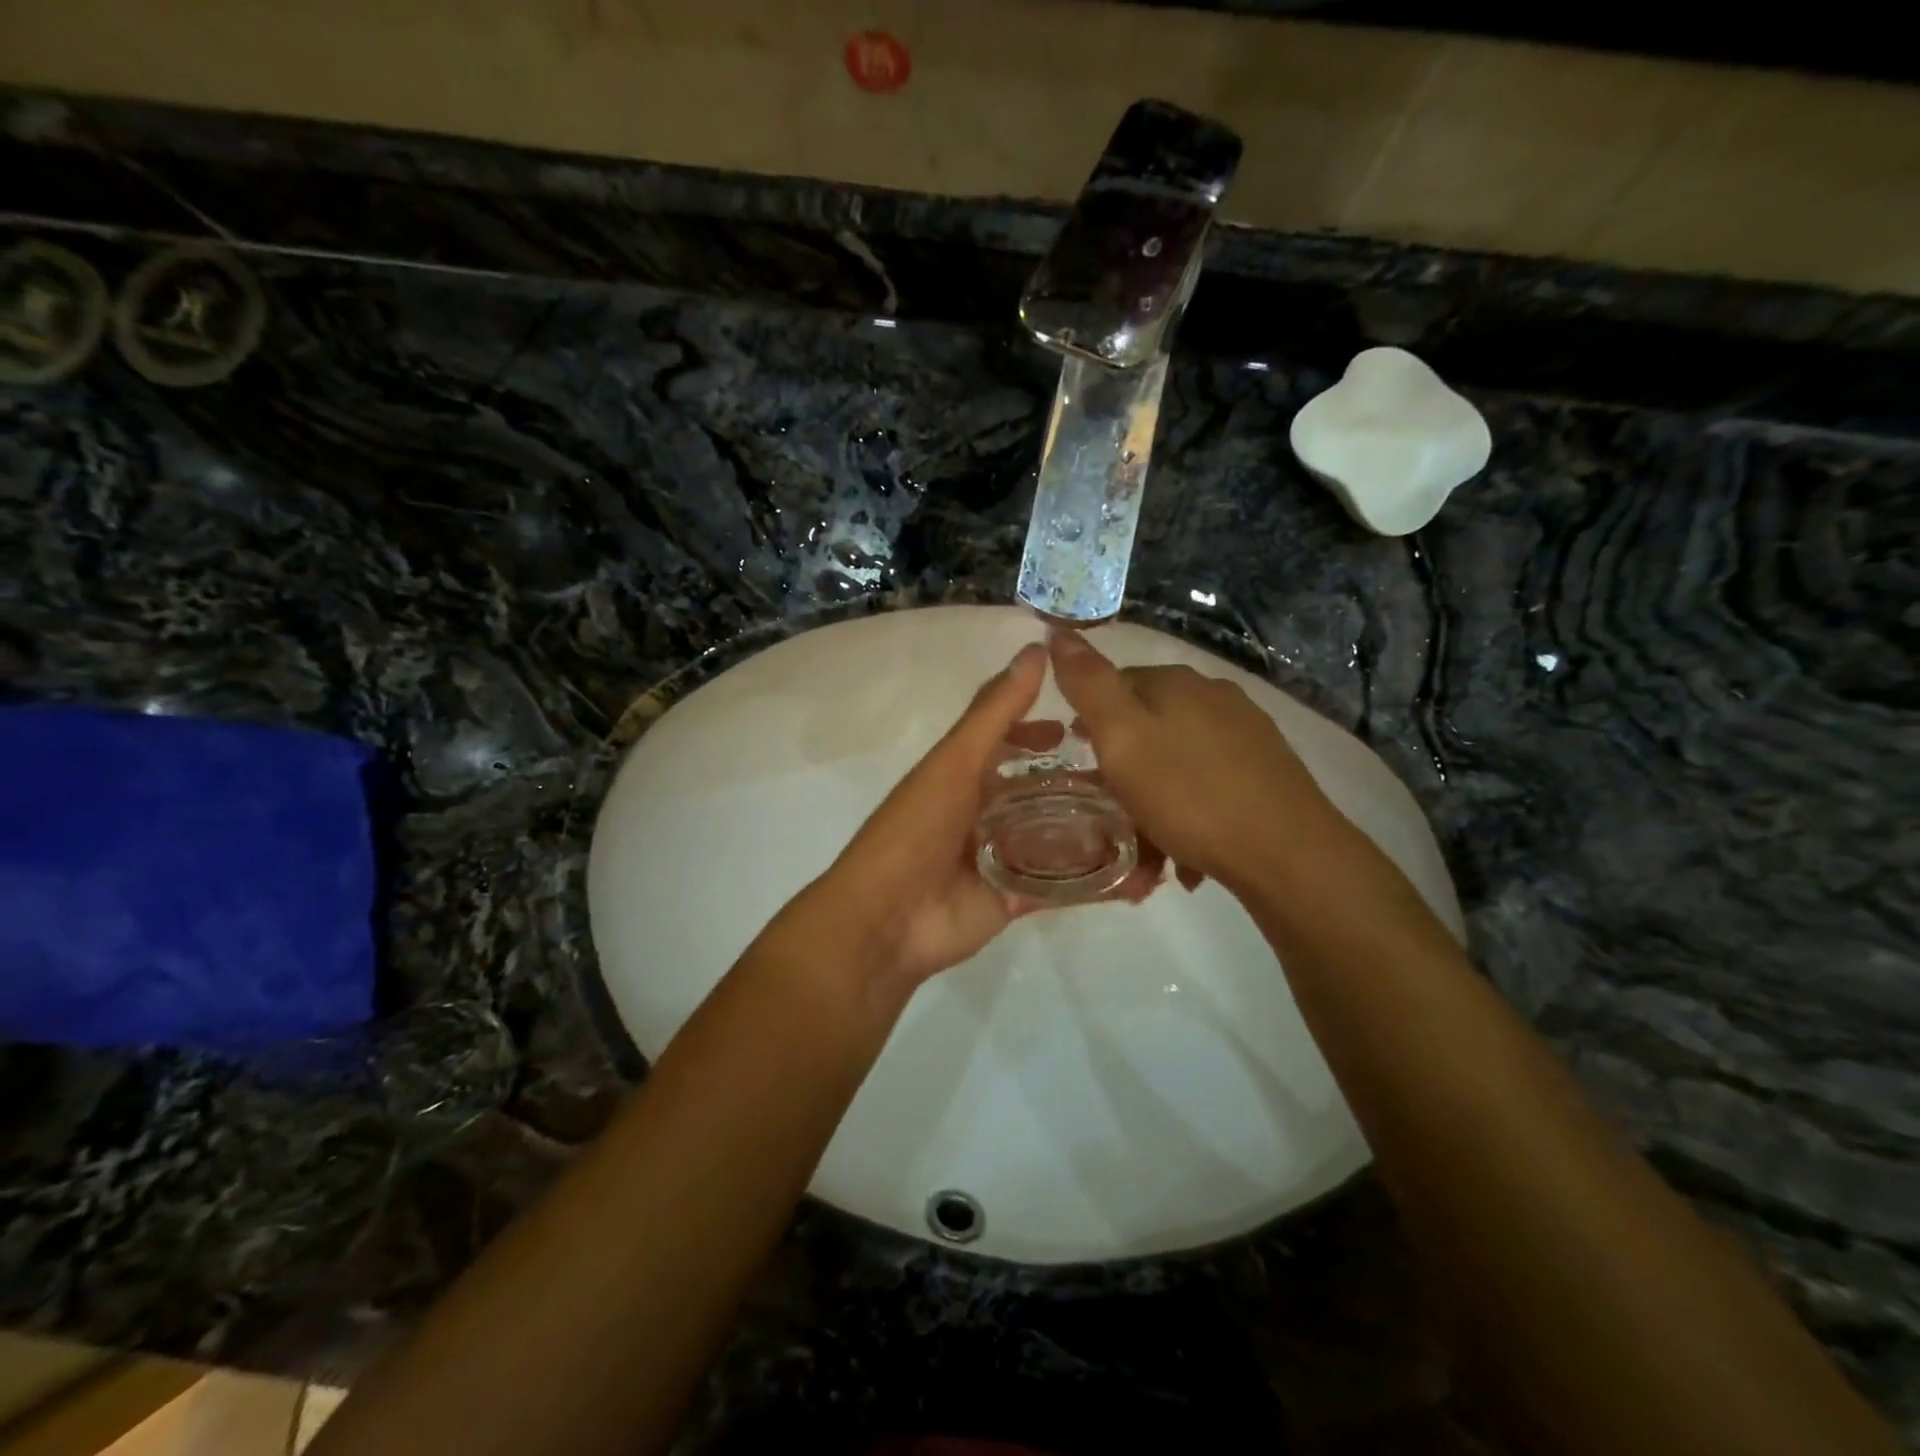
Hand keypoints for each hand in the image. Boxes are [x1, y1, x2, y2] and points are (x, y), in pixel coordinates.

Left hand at [780, 643, 1160, 991]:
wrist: (886, 920)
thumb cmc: (916, 829)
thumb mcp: (956, 761)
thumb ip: (996, 711)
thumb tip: (1037, 649)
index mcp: (965, 777)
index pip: (1010, 745)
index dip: (1041, 733)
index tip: (1085, 726)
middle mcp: (985, 814)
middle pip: (1041, 792)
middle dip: (1082, 785)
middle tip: (1137, 778)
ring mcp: (1002, 858)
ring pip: (1058, 837)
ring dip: (1098, 830)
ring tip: (1153, 822)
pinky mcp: (1016, 899)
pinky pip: (1064, 885)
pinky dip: (1098, 881)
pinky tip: (1142, 875)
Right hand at [1048, 630, 1345, 891]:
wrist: (1285, 851)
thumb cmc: (1188, 794)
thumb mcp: (1122, 738)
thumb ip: (1088, 685)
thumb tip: (1059, 632)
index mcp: (1175, 683)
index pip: (1115, 684)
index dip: (1089, 722)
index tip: (1078, 764)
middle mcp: (1214, 696)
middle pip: (1148, 726)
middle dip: (1124, 767)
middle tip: (1108, 812)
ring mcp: (1246, 732)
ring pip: (1178, 760)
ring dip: (1155, 798)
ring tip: (1145, 847)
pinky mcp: (1268, 770)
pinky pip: (1209, 785)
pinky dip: (1189, 812)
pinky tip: (1186, 851)